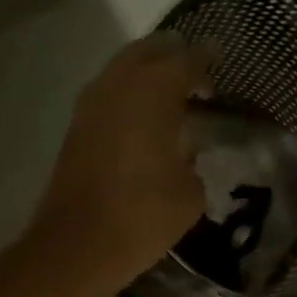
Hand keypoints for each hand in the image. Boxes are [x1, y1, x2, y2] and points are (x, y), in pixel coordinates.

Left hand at [26, 33, 211, 296]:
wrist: (76, 245)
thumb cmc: (141, 217)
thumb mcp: (190, 195)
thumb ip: (195, 162)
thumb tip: (188, 153)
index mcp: (154, 90)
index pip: (188, 59)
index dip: (208, 60)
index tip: (221, 64)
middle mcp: (119, 85)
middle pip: (149, 51)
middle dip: (173, 56)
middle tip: (195, 74)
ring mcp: (91, 105)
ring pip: (122, 70)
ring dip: (145, 75)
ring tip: (169, 97)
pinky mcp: (75, 129)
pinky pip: (107, 96)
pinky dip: (127, 97)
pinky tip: (142, 121)